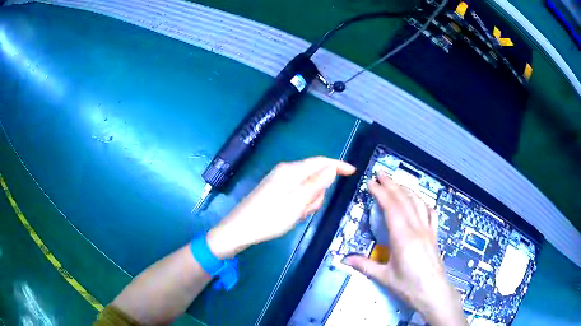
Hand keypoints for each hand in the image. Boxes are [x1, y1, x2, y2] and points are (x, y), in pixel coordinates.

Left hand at [207, 156, 355, 258]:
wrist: (240, 230)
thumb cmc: (269, 218)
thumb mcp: (297, 203)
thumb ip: (316, 184)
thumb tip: (331, 168)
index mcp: (291, 171)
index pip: (320, 162)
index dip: (338, 165)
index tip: (353, 172)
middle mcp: (286, 172)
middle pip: (314, 178)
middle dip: (316, 195)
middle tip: (304, 210)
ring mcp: (280, 182)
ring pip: (307, 190)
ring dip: (307, 203)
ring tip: (295, 215)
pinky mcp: (276, 192)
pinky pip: (296, 197)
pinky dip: (298, 206)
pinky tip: (289, 216)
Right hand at [344, 174, 465, 325]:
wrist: (433, 292)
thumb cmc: (409, 286)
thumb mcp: (385, 277)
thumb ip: (365, 265)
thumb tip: (345, 259)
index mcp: (403, 236)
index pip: (391, 207)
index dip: (380, 192)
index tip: (370, 182)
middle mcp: (417, 228)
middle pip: (404, 200)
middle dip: (391, 184)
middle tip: (380, 174)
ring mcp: (428, 230)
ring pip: (417, 203)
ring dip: (406, 190)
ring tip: (396, 183)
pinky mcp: (434, 235)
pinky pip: (431, 213)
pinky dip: (424, 203)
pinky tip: (420, 201)